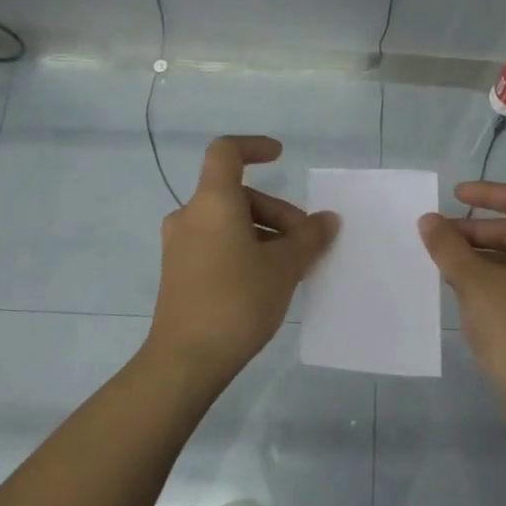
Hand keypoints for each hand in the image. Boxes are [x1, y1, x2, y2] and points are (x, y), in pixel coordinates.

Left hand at [144, 136, 338, 383]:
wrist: (186, 359)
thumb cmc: (237, 301)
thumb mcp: (284, 268)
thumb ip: (309, 237)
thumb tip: (327, 220)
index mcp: (212, 203)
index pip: (226, 152)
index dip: (254, 147)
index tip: (281, 157)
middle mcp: (190, 216)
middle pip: (236, 195)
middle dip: (276, 212)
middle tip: (306, 242)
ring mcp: (180, 245)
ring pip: (228, 222)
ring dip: (263, 233)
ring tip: (292, 266)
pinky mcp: (178, 271)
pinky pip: (216, 243)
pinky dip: (244, 248)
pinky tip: (267, 280)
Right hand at [420, 181, 505, 410]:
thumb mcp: (473, 283)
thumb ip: (448, 246)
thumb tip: (429, 221)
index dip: (487, 193)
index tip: (454, 196)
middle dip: (478, 229)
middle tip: (440, 238)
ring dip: (485, 254)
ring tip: (447, 264)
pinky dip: (499, 276)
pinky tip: (469, 291)